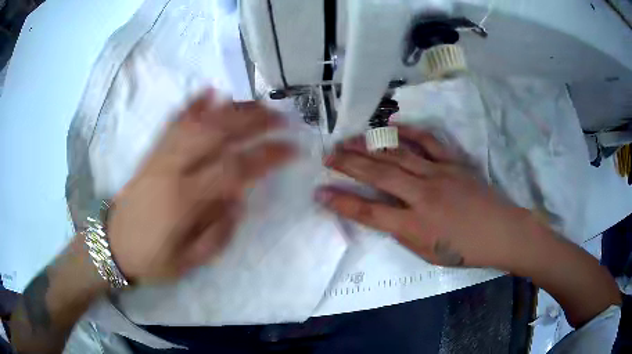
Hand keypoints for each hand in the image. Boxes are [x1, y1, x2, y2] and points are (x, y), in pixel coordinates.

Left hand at [107, 90, 294, 280]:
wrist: (112, 246)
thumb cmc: (151, 260)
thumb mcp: (189, 262)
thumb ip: (219, 232)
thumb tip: (240, 198)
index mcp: (183, 202)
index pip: (233, 168)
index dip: (266, 155)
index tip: (292, 149)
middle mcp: (171, 170)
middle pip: (215, 133)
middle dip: (252, 120)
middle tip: (281, 116)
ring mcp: (158, 157)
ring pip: (196, 122)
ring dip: (229, 108)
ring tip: (256, 103)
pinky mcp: (151, 154)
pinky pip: (172, 124)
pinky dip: (192, 105)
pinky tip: (209, 92)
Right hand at [316, 125, 536, 269]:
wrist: (502, 231)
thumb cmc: (465, 250)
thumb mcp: (428, 253)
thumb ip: (403, 232)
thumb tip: (383, 214)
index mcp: (415, 226)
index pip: (368, 213)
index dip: (341, 202)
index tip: (319, 192)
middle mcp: (423, 196)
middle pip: (378, 176)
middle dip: (348, 165)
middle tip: (327, 156)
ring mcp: (439, 174)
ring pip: (397, 156)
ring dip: (369, 147)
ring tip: (348, 140)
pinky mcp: (453, 161)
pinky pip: (427, 142)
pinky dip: (407, 132)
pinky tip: (389, 127)